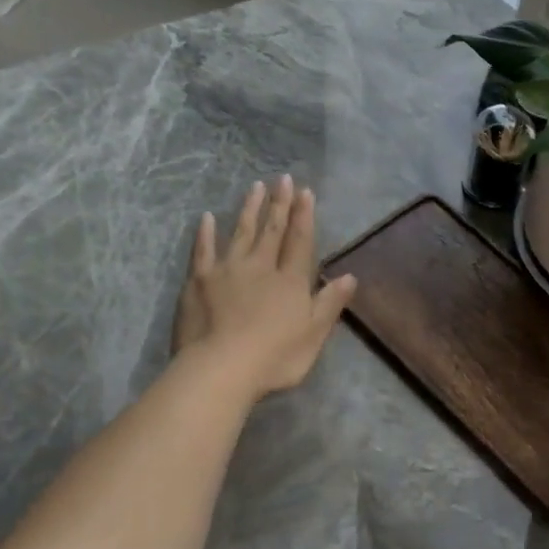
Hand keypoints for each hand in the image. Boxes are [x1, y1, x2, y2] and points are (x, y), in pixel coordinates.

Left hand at [172, 176, 357, 400]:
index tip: (305, 191)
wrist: (221, 369)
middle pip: (272, 231)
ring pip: (241, 233)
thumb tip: (350, 276)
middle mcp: (261, 267)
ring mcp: (227, 271)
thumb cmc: (274, 358)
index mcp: (290, 281)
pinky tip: (207, 217)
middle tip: (283, 178)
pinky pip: (203, 251)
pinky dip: (205, 233)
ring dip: (249, 209)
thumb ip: (330, 303)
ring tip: (255, 187)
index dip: (304, 216)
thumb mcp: (314, 335)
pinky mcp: (199, 281)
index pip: (300, 241)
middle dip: (279, 204)